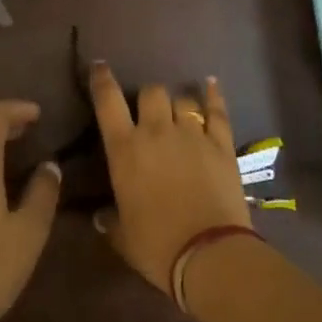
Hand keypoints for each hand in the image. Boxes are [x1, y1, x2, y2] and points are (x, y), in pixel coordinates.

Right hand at [89, 65, 248, 294]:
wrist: (209, 254)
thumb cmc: (157, 246)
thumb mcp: (123, 236)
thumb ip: (111, 220)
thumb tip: (101, 217)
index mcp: (125, 150)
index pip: (108, 102)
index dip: (102, 80)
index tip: (100, 66)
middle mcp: (156, 132)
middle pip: (151, 91)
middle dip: (148, 97)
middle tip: (149, 111)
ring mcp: (192, 134)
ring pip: (182, 98)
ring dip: (177, 102)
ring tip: (179, 111)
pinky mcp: (222, 143)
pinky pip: (217, 110)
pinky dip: (213, 96)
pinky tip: (211, 85)